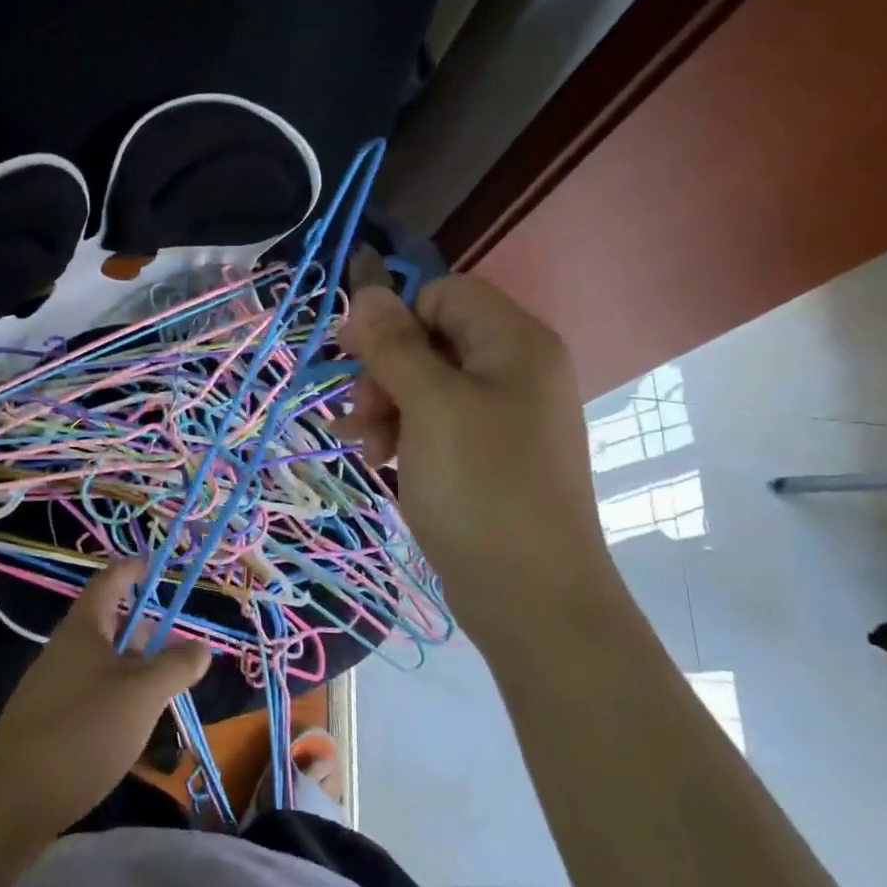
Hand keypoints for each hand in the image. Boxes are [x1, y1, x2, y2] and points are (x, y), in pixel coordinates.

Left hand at [0, 559, 211, 835]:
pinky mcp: (47, 719)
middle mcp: (63, 649)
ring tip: (163, 693)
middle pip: (108, 624)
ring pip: (101, 662)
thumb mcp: (143, 694)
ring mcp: (51, 684)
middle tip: (177, 651)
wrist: (15, 799)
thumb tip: (201, 647)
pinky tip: (131, 726)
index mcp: (83, 629)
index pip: (109, 581)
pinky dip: (116, 695)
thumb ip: (176, 666)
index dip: (132, 569)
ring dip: (133, 668)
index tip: (154, 565)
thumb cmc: (85, 730)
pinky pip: (89, 691)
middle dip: (144, 632)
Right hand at [336, 276, 618, 624]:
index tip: (355, 357)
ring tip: (365, 447)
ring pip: (427, 383)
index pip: (445, 294)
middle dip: (385, 371)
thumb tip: (368, 290)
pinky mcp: (489, 453)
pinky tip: (379, 460)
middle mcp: (516, 369)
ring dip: (386, 406)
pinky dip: (403, 433)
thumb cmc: (481, 488)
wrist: (531, 596)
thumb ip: (395, 345)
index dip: (397, 319)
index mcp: (515, 343)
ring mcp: (505, 414)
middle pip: (432, 338)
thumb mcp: (430, 407)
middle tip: (361, 414)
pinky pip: (437, 421)